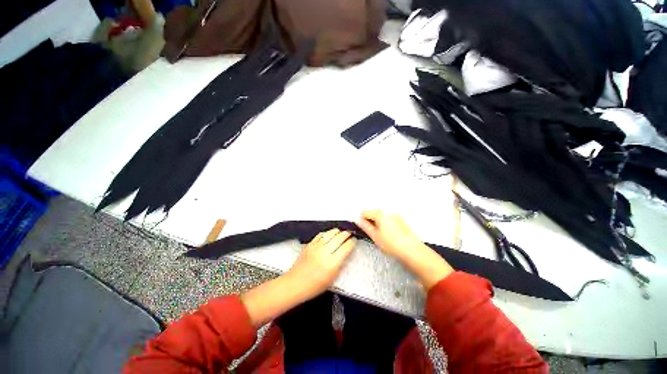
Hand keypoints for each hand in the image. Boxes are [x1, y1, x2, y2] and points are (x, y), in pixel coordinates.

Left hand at [241, 229, 355, 326]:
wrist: (295, 283)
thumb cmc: (315, 285)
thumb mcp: (333, 277)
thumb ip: (341, 263)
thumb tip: (346, 251)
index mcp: (332, 263)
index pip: (346, 247)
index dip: (352, 242)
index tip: (354, 241)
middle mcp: (325, 252)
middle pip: (340, 237)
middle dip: (347, 234)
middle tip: (349, 235)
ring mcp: (316, 246)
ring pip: (331, 233)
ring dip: (338, 232)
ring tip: (341, 233)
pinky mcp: (310, 244)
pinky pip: (321, 234)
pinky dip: (327, 233)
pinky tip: (329, 235)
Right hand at [357, 210, 423, 258]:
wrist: (412, 250)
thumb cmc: (391, 244)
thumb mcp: (375, 236)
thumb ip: (365, 226)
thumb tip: (359, 220)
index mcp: (380, 214)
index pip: (365, 212)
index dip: (362, 219)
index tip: (364, 228)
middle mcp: (388, 212)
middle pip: (374, 212)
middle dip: (371, 220)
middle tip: (373, 232)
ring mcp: (396, 215)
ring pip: (382, 216)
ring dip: (379, 222)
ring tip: (382, 234)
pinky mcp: (402, 220)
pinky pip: (390, 218)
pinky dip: (387, 223)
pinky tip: (390, 234)